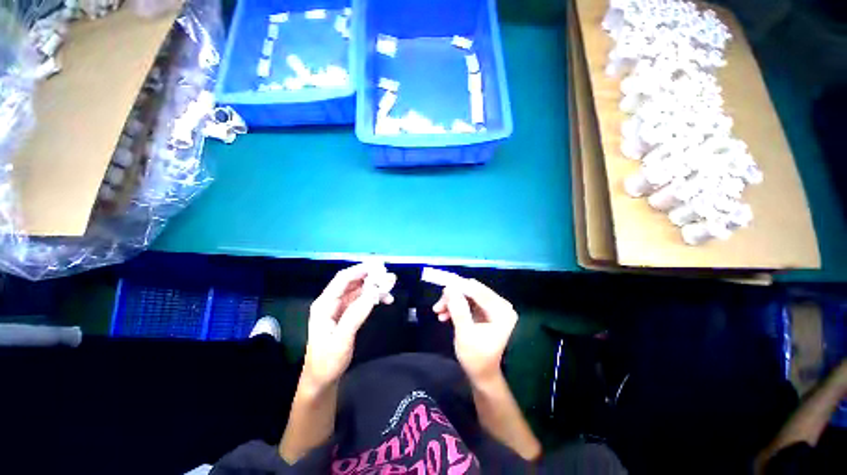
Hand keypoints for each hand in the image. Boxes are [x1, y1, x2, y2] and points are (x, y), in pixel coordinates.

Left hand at [304, 263, 395, 389]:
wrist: (322, 380)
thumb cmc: (327, 361)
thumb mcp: (341, 339)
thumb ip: (356, 314)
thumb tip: (373, 292)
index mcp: (324, 304)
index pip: (343, 279)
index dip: (360, 270)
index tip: (379, 266)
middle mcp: (331, 302)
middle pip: (352, 282)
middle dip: (371, 277)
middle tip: (389, 276)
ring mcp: (339, 308)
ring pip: (358, 290)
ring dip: (374, 287)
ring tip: (391, 287)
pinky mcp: (346, 314)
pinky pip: (361, 300)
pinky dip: (373, 298)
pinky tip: (385, 299)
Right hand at [433, 279, 517, 383]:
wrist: (482, 375)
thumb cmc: (476, 358)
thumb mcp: (465, 334)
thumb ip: (458, 310)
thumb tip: (450, 288)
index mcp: (501, 311)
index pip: (477, 291)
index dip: (459, 286)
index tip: (442, 286)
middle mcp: (500, 305)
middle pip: (472, 291)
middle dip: (453, 296)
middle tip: (438, 305)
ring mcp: (492, 308)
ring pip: (468, 295)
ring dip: (452, 302)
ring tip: (438, 312)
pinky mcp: (485, 311)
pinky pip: (468, 302)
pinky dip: (456, 306)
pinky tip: (444, 315)